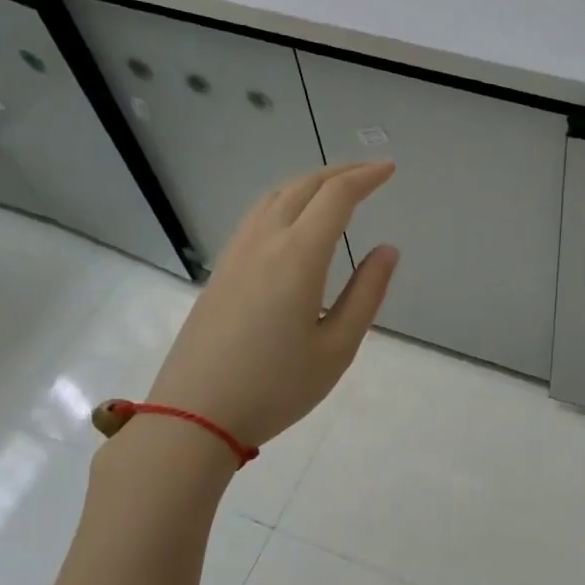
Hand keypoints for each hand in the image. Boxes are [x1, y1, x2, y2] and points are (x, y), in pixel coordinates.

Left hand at [142, 162, 398, 447]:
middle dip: (340, 172)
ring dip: (309, 183)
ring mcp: (236, 254)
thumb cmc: (276, 387)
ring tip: (335, 190)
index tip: (390, 170)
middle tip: (370, 173)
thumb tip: (387, 251)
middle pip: (303, 186)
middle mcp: (264, 242)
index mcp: (298, 257)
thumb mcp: (337, 348)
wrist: (193, 415)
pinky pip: (257, 216)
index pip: (336, 197)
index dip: (366, 177)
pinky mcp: (221, 270)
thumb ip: (366, 294)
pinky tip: (294, 220)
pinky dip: (285, 201)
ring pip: (275, 197)